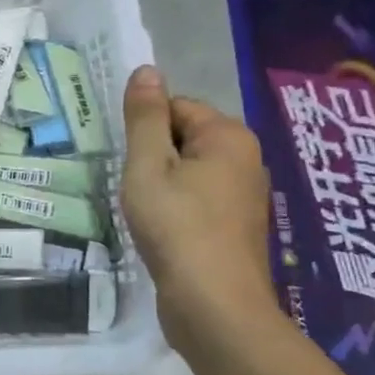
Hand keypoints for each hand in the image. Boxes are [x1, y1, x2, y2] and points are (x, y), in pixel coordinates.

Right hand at [120, 66, 283, 353]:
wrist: (213, 304)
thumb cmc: (176, 226)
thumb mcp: (147, 165)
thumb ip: (144, 117)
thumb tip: (146, 70)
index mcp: (228, 136)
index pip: (175, 107)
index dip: (144, 132)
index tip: (129, 162)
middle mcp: (245, 158)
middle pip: (183, 137)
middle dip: (153, 157)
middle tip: (134, 187)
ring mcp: (244, 195)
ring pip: (188, 171)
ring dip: (161, 185)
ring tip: (145, 211)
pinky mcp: (236, 226)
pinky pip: (198, 198)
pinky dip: (176, 208)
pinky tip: (162, 231)